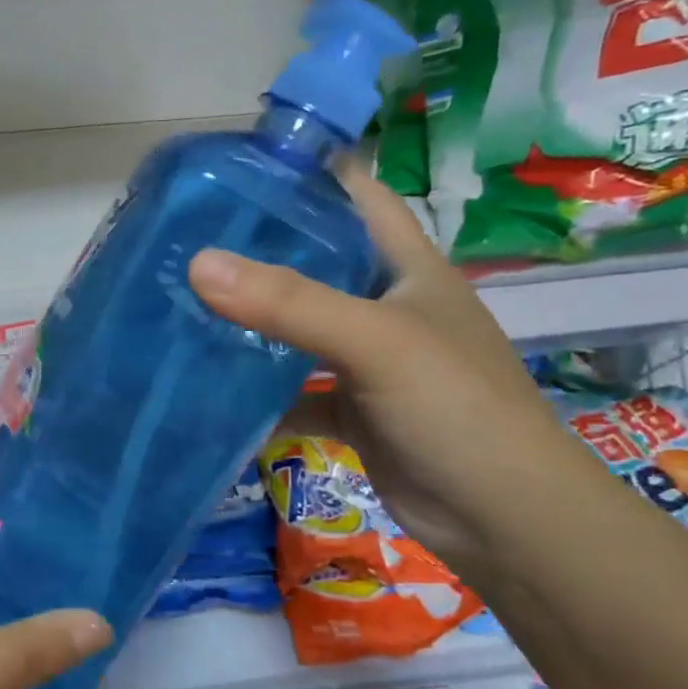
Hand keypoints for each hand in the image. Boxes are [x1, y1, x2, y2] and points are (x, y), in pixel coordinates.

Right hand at [188, 162, 612, 578]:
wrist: (504, 521)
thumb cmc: (455, 408)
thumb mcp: (375, 341)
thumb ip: (289, 302)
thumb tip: (198, 264)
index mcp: (405, 265)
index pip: (353, 193)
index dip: (303, 171)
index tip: (232, 166)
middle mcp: (385, 302)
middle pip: (314, 257)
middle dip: (257, 246)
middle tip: (186, 237)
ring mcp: (367, 358)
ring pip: (297, 324)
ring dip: (250, 317)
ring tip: (183, 301)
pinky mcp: (350, 407)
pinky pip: (292, 386)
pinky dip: (257, 386)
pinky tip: (208, 382)